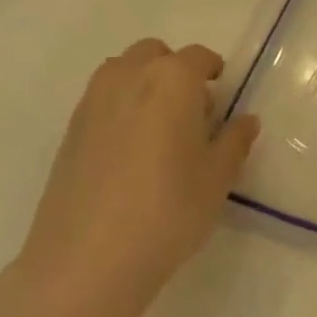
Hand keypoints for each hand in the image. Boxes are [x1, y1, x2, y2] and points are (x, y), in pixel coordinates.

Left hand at [0, 40, 259, 316]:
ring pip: (124, 71)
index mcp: (172, 79)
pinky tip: (127, 150)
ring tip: (157, 127)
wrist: (86, 261)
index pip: (198, 58)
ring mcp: (94, 100)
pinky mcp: (70, 128)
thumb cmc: (167, 212)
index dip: (213, 71)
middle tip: (190, 111)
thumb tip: (245, 120)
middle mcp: (130, 75)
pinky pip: (102, 99)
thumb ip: (235, 141)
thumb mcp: (217, 179)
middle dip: (175, 72)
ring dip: (143, 83)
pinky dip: (119, 106)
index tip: (220, 94)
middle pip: (156, 54)